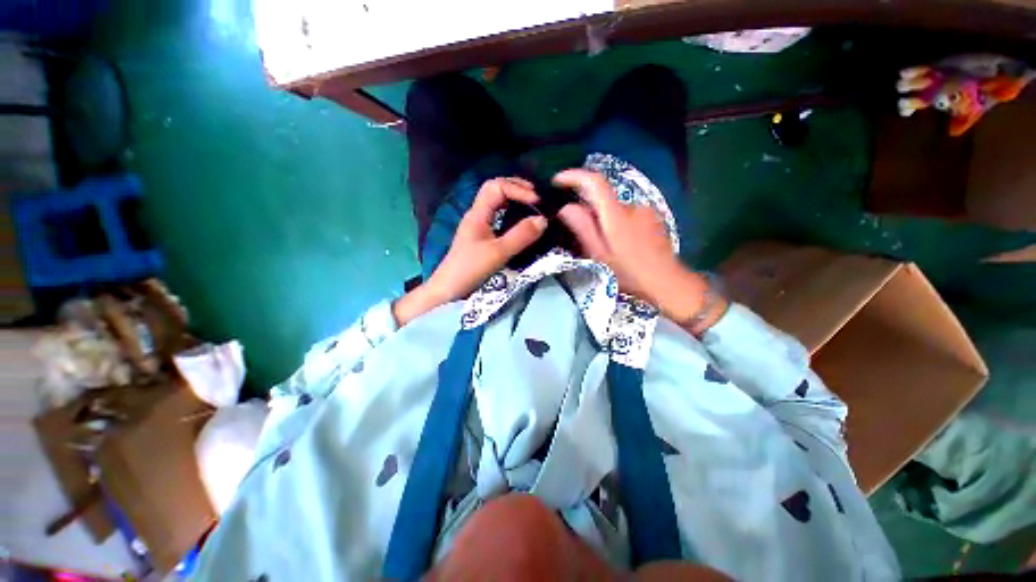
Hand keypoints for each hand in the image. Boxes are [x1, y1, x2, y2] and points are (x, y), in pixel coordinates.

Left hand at [394, 178, 546, 325]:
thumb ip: (520, 236)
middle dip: (516, 188)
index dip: (517, 189)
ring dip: (513, 198)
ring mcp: (477, 225)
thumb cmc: (471, 269)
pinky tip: (519, 221)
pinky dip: (510, 212)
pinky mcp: (480, 236)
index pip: (496, 186)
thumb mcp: (498, 253)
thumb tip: (543, 219)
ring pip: (495, 202)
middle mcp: (476, 214)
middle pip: (494, 189)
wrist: (449, 288)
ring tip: (531, 204)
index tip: (536, 201)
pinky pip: (496, 215)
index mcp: (477, 214)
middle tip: (536, 196)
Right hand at [554, 169, 726, 332]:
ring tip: (603, 244)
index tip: (557, 181)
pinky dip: (616, 222)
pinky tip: (620, 243)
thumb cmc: (630, 273)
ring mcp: (645, 210)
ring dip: (603, 219)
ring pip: (614, 208)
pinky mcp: (652, 217)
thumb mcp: (599, 255)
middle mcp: (631, 205)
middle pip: (602, 197)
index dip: (574, 176)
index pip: (594, 182)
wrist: (668, 283)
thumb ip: (583, 229)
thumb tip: (565, 207)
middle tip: (578, 233)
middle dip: (586, 208)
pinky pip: (626, 213)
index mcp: (616, 215)